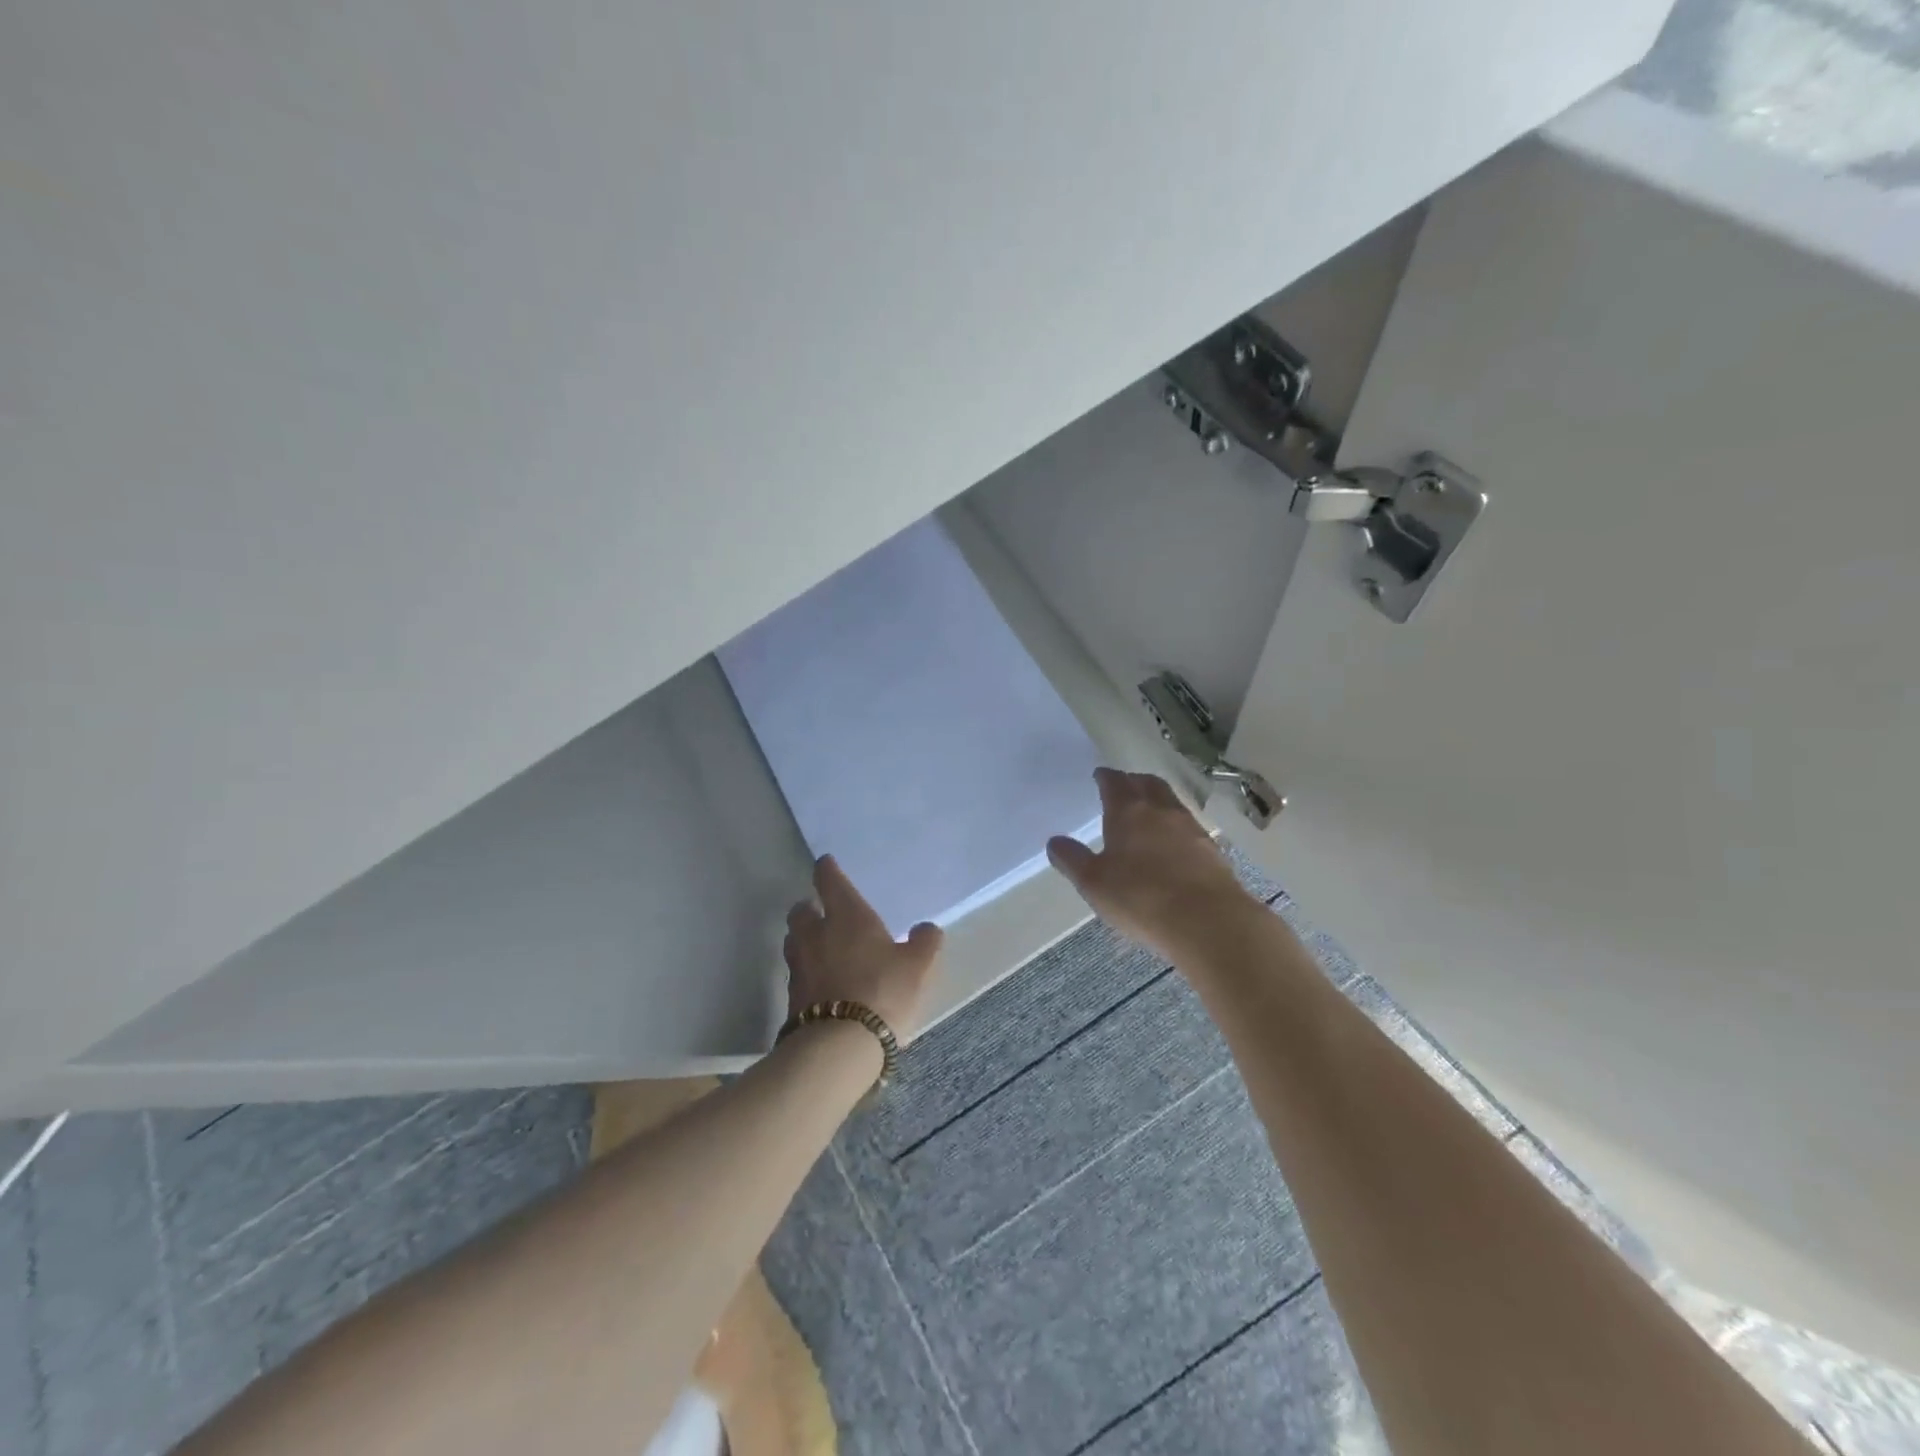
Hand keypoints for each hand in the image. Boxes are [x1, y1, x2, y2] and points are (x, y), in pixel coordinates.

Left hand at [784, 855, 942, 1041]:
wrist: (840, 1045)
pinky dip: (806, 973)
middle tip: (821, 913)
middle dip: (808, 908)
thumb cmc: (883, 991)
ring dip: (803, 940)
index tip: (826, 864)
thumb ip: (924, 942)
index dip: (827, 870)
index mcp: (847, 916)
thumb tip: (927, 928)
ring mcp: (800, 966)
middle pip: (800, 911)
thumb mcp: (918, 966)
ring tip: (819, 948)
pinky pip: (797, 974)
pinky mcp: (792, 998)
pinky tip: (821, 983)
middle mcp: (816, 934)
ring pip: (793, 941)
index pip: (829, 881)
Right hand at [1046, 768, 1258, 962]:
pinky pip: (1188, 825)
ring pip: (1171, 802)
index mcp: (1128, 811)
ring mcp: (1190, 828)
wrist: (1208, 921)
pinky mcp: (1212, 849)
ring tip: (1147, 812)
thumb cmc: (1141, 898)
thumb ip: (1073, 859)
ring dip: (1157, 800)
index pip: (1114, 783)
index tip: (1099, 776)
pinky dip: (1175, 825)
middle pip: (1147, 783)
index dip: (1105, 777)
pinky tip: (1172, 842)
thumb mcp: (1094, 883)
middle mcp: (1161, 810)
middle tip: (1124, 787)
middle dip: (1133, 781)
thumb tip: (1054, 841)